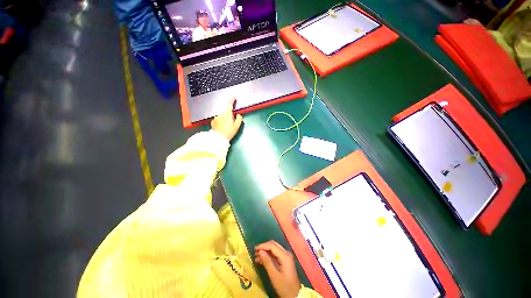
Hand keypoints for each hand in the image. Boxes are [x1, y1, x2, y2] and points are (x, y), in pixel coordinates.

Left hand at [211, 97, 242, 140]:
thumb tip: (238, 115)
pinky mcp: (213, 122)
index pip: (229, 104)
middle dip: (229, 113)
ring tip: (227, 126)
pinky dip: (221, 121)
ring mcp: (216, 118)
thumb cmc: (229, 132)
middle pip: (226, 111)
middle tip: (232, 120)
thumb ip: (239, 119)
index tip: (234, 97)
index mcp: (227, 114)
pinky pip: (218, 120)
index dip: (232, 100)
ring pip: (222, 115)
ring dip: (225, 118)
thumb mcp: (237, 126)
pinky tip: (222, 127)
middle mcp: (220, 114)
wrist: (218, 139)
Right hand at [255, 240, 300, 297]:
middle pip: (273, 245)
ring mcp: (286, 256)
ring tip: (257, 257)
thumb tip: (260, 251)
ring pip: (274, 249)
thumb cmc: (284, 286)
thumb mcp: (274, 276)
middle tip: (255, 252)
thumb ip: (267, 262)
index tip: (254, 249)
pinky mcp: (285, 260)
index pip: (272, 246)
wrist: (294, 295)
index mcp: (285, 256)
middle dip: (264, 247)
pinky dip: (268, 255)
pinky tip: (262, 260)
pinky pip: (275, 254)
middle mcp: (286, 253)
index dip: (263, 246)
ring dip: (265, 251)